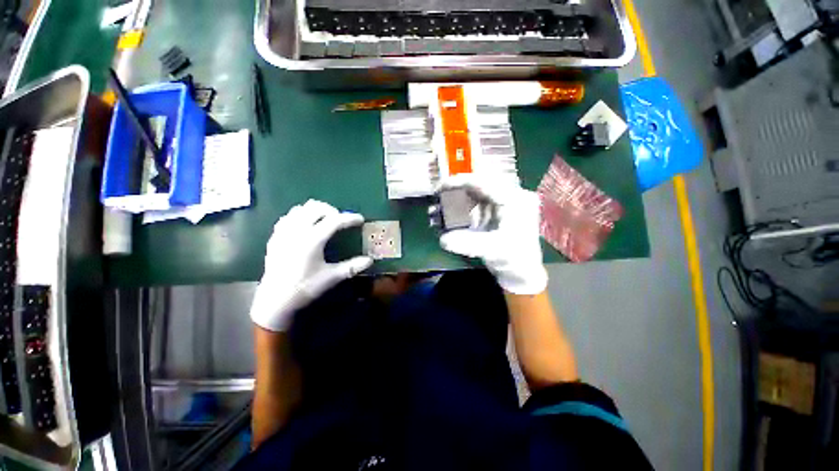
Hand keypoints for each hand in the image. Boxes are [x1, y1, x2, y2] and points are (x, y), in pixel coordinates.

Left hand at [250, 200, 372, 331]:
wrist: (274, 300)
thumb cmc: (305, 288)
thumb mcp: (331, 277)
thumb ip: (352, 267)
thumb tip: (370, 261)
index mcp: (312, 240)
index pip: (335, 220)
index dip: (350, 218)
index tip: (360, 219)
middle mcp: (297, 230)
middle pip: (317, 208)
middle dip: (332, 211)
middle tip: (341, 221)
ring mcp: (283, 232)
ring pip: (301, 208)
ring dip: (316, 211)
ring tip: (324, 221)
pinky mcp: (275, 236)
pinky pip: (288, 216)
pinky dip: (300, 215)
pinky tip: (306, 226)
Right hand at [439, 175, 547, 294]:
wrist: (522, 273)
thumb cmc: (514, 260)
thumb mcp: (492, 250)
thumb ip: (467, 243)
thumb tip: (443, 239)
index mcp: (515, 200)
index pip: (485, 182)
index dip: (461, 181)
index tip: (440, 186)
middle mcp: (511, 196)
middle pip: (479, 185)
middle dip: (456, 190)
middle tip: (437, 196)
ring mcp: (503, 204)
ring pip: (475, 194)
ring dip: (456, 200)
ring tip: (438, 209)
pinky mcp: (496, 213)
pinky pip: (475, 205)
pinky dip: (460, 209)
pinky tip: (448, 216)